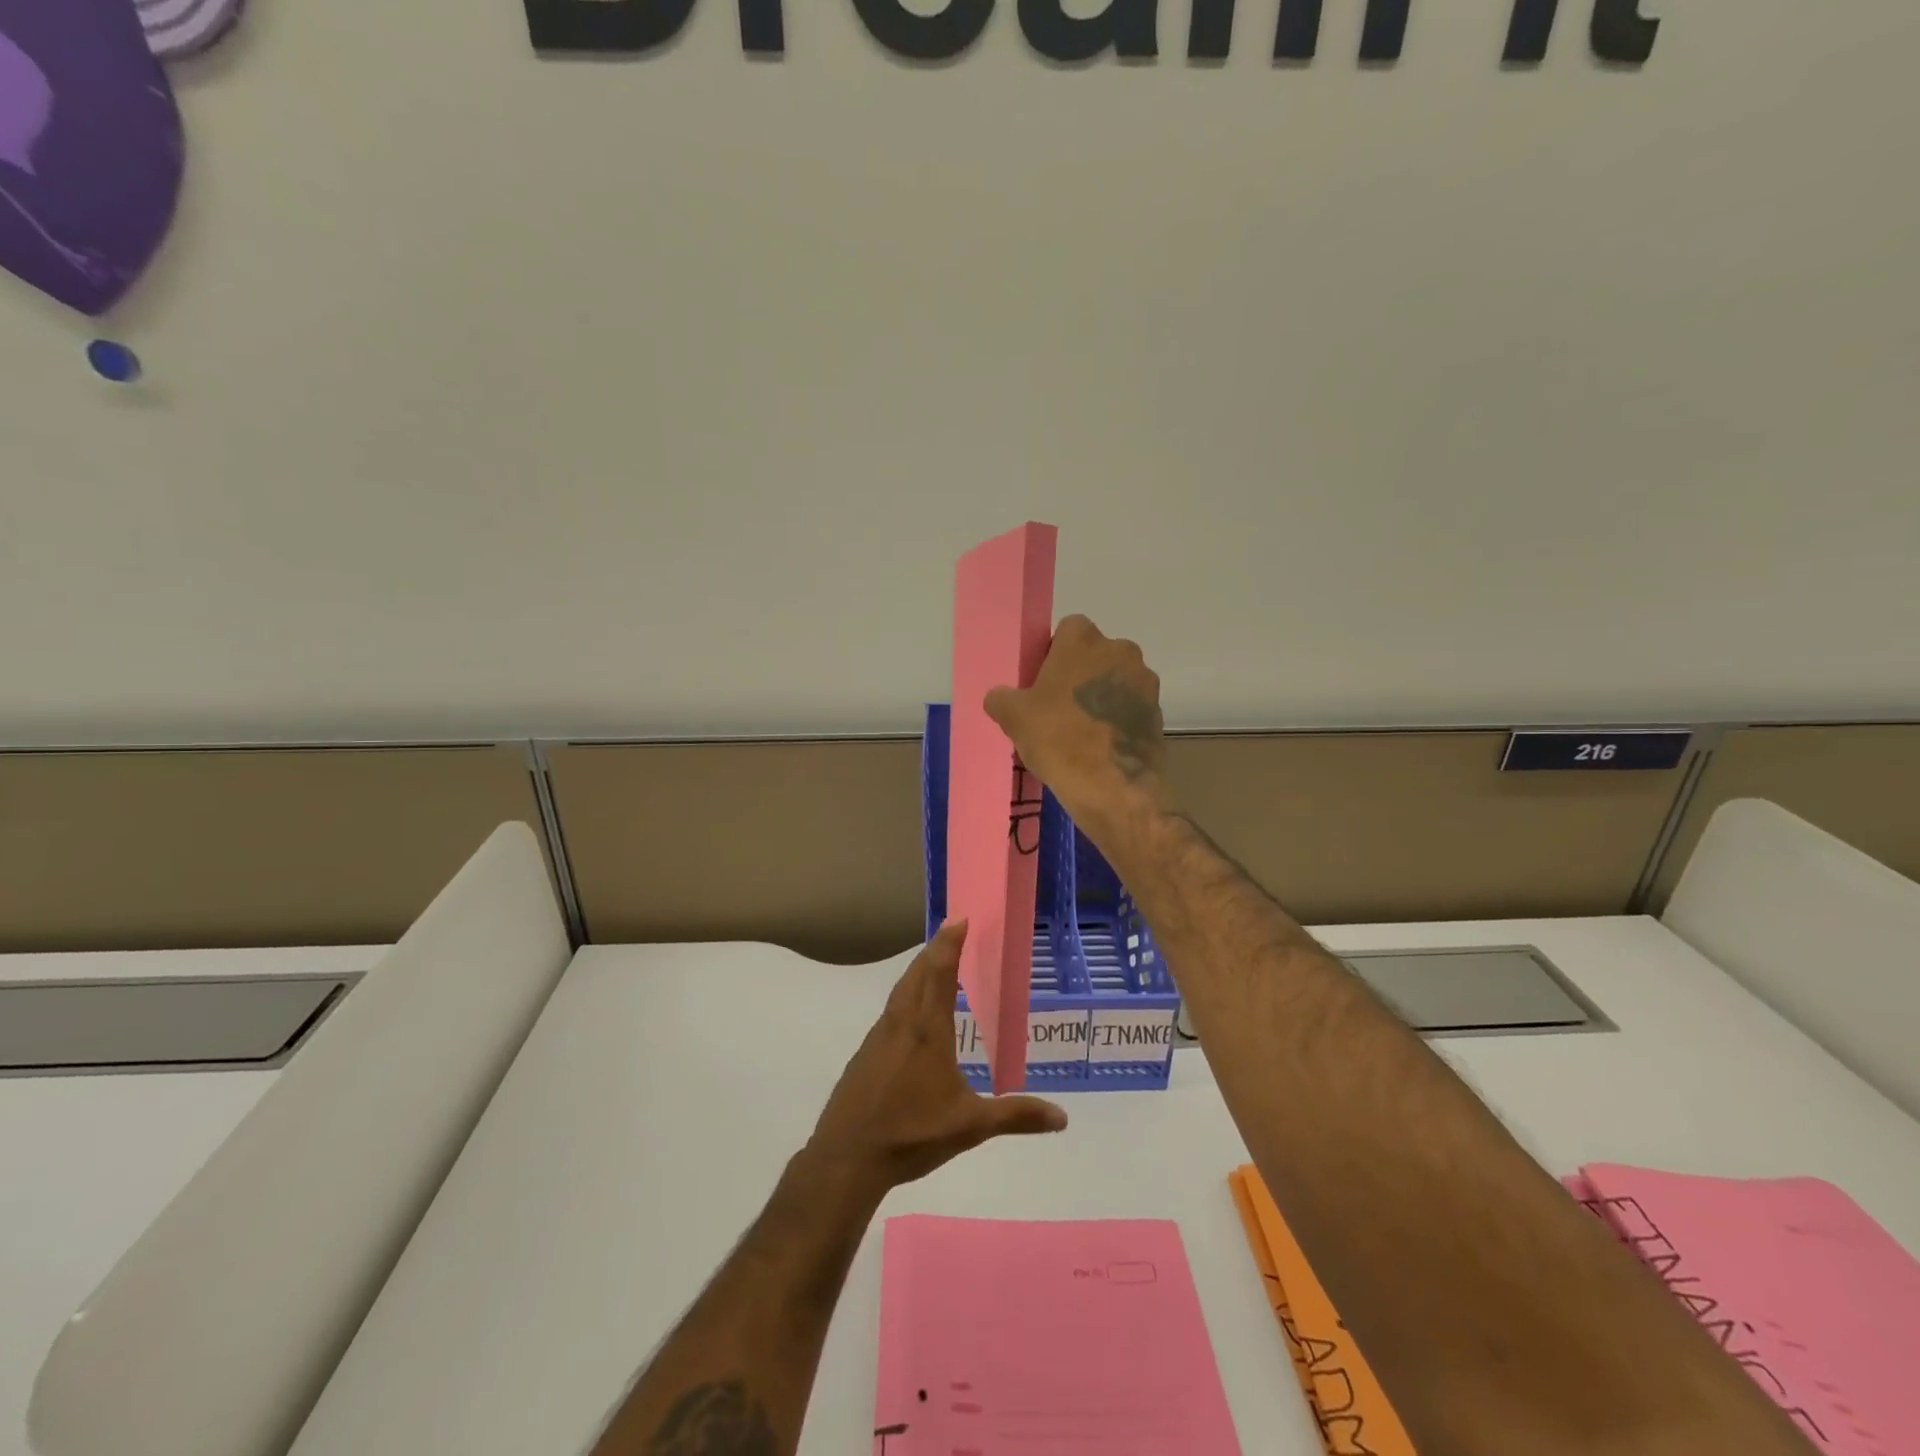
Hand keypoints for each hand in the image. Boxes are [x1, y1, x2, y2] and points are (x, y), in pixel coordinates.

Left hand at [807, 921, 1067, 1197]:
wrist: (847, 1157)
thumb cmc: (911, 1133)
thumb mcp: (970, 1126)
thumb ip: (1015, 1116)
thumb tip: (1062, 1118)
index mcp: (927, 1030)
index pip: (939, 972)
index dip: (950, 943)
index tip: (960, 918)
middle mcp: (901, 1023)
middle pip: (917, 974)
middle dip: (934, 950)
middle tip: (951, 932)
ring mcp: (877, 1038)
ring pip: (900, 992)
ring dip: (918, 972)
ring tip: (933, 966)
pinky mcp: (865, 1055)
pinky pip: (890, 1012)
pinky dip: (905, 998)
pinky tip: (911, 1018)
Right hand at [984, 614, 1172, 835]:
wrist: (1114, 788)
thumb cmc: (1059, 740)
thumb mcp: (1014, 718)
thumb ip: (1001, 698)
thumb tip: (1000, 697)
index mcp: (1083, 641)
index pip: (1067, 630)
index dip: (1053, 653)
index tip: (1041, 682)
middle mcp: (1120, 651)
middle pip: (1094, 654)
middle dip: (1078, 674)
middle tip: (1056, 707)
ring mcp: (1144, 682)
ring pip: (1114, 680)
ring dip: (1099, 696)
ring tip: (1079, 730)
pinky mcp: (1157, 713)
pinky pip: (1130, 707)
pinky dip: (1116, 719)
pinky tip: (1099, 746)